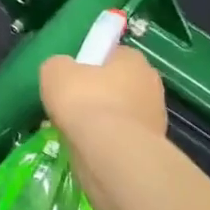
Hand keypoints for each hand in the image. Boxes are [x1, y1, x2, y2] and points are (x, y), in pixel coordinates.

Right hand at [40, 46, 165, 142]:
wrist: (110, 154)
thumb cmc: (84, 100)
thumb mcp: (55, 71)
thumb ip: (59, 66)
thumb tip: (63, 72)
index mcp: (133, 60)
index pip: (112, 55)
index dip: (91, 65)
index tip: (73, 78)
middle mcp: (151, 85)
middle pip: (118, 86)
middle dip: (98, 95)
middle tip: (73, 106)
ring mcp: (155, 120)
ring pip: (121, 116)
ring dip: (103, 123)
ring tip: (77, 133)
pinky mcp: (151, 150)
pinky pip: (122, 141)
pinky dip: (108, 145)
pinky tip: (89, 150)